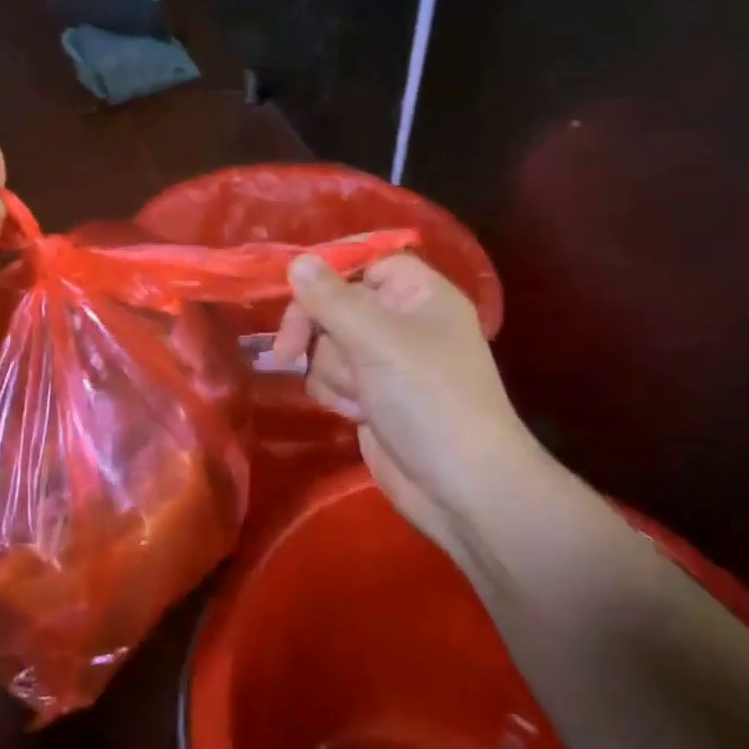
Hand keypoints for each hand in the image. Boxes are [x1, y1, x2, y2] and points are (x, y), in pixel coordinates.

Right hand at [272, 253, 547, 555]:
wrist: (461, 488)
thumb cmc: (430, 401)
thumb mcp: (378, 341)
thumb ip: (332, 299)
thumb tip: (297, 262)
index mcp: (418, 294)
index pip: (365, 260)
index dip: (329, 270)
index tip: (292, 287)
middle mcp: (400, 320)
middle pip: (334, 301)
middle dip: (317, 330)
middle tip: (288, 350)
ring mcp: (384, 360)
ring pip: (326, 343)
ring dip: (332, 369)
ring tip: (361, 397)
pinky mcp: (369, 394)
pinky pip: (329, 376)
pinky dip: (336, 393)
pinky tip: (358, 414)